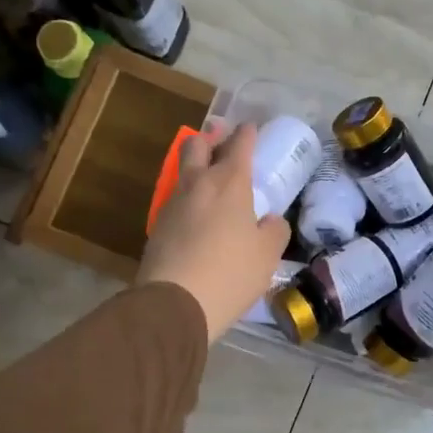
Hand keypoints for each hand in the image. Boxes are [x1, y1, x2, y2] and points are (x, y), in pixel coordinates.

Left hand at [137, 123, 290, 342]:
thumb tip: (270, 220)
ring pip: (183, 171)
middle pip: (197, 145)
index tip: (251, 128)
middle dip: (210, 137)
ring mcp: (172, 204)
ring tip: (210, 175)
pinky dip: (189, 196)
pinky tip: (198, 212)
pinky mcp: (157, 226)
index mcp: (229, 183)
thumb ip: (274, 230)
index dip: (247, 133)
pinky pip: (176, 199)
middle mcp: (198, 184)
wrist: (175, 303)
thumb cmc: (231, 273)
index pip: (239, 144)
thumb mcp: (267, 254)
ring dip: (196, 165)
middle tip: (220, 137)